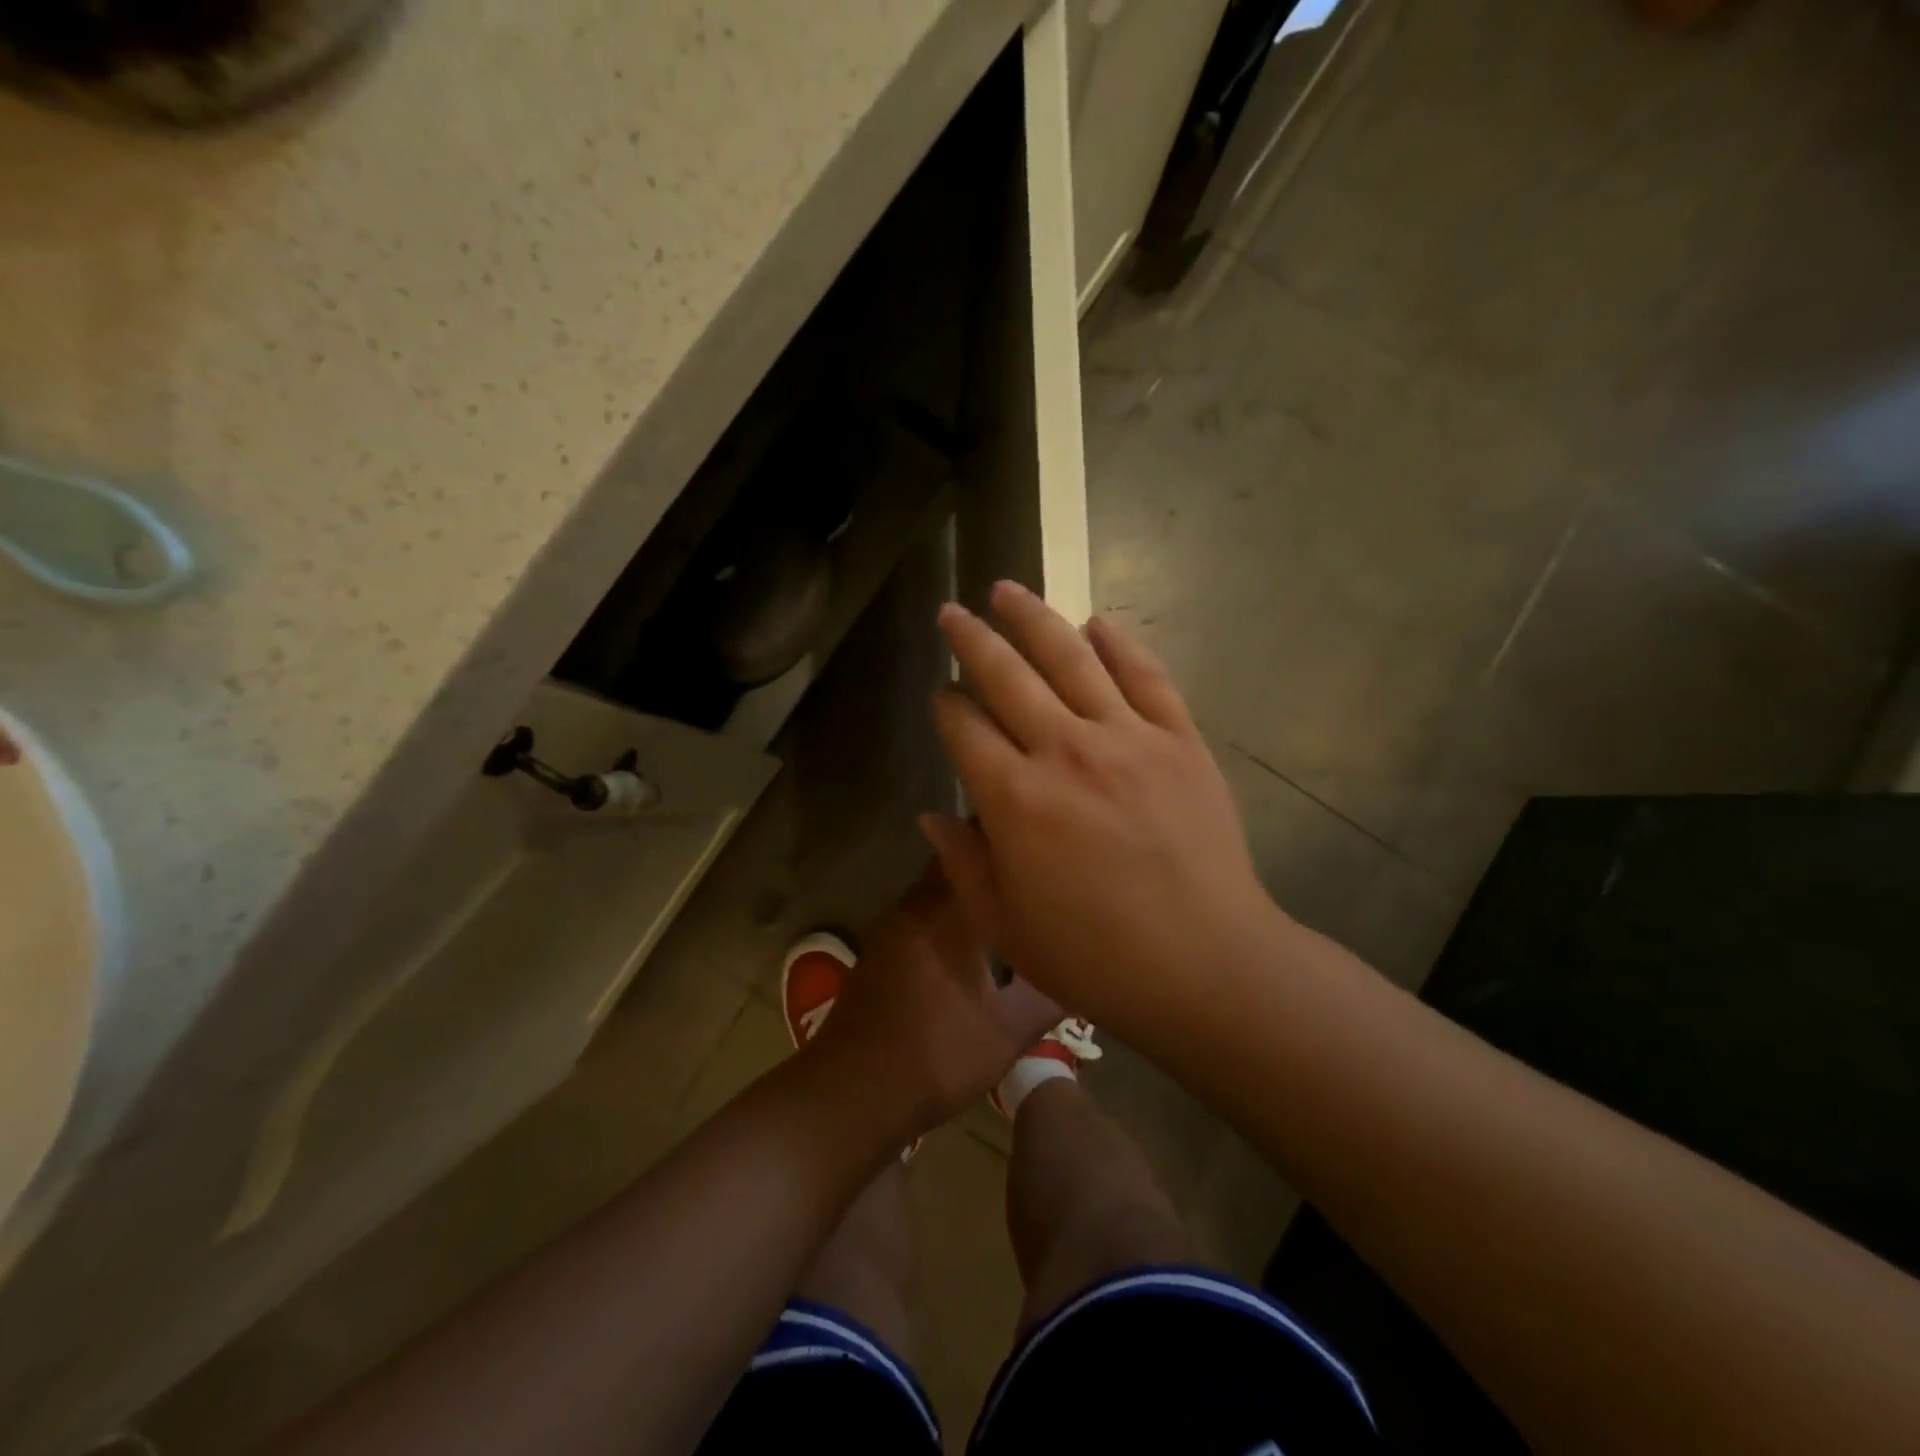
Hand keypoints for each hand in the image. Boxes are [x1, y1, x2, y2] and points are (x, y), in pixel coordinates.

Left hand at [807, 866, 1062, 1135]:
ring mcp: (892, 926)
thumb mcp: (1009, 1031)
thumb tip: (1084, 972)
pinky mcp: (880, 949)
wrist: (852, 1093)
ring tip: (1012, 902)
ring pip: (937, 889)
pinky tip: (972, 942)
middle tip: (1035, 874)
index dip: (1007, 837)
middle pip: (956, 862)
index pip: (975, 844)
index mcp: (947, 909)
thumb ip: (1051, 995)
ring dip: (969, 891)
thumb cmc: (937, 1054)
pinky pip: (922, 914)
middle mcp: (915, 904)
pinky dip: (947, 915)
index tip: (1042, 842)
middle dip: (992, 862)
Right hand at [923, 582, 1284, 1039]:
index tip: (941, 695)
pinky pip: (1146, 676)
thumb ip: (962, 864)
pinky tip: (1097, 622)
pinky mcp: (1179, 740)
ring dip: (1033, 619)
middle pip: (1007, 676)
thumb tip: (932, 815)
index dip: (946, 706)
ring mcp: (1127, 738)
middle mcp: (1064, 751)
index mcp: (1014, 799)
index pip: (964, 728)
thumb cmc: (1095, 958)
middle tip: (954, 612)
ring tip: (1008, 590)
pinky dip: (1119, 644)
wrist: (1207, 966)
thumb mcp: (1005, 926)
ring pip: (1071, 658)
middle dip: (972, 640)